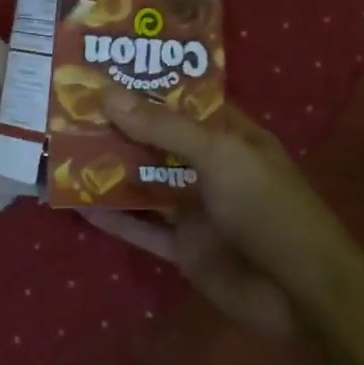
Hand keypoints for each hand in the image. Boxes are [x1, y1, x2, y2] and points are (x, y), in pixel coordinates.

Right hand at [83, 90, 363, 331]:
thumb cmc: (268, 207)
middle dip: (118, 127)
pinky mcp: (183, 247)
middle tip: (69, 108)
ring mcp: (196, 209)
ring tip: (62, 149)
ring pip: (144, 183)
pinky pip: (141, 227)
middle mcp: (211, 168)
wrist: (301, 294)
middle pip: (157, 142)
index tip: (104, 71)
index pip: (185, 102)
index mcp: (231, 137)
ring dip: (108, 170)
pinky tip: (77, 203)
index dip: (148, 86)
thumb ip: (163, 127)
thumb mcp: (219, 154)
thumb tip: (108, 95)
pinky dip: (112, 217)